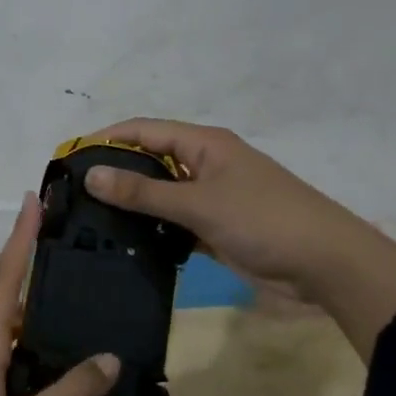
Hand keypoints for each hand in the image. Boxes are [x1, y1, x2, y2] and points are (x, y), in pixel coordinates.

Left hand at [0, 193, 119, 395]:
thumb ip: (68, 395)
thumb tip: (109, 357)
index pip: (4, 280)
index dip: (19, 238)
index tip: (32, 200)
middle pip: (6, 302)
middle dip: (33, 272)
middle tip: (73, 254)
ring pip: (7, 337)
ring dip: (36, 318)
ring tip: (78, 311)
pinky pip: (6, 365)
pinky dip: (32, 355)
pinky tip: (58, 374)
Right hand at [78, 118, 395, 359]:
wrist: (327, 265)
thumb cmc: (264, 220)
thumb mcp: (200, 203)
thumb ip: (144, 192)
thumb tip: (91, 174)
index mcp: (204, 144)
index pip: (144, 130)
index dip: (106, 139)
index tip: (68, 158)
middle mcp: (204, 165)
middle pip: (149, 161)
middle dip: (114, 173)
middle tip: (73, 196)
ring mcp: (211, 198)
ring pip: (160, 196)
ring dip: (131, 206)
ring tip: (88, 222)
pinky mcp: (216, 229)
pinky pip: (174, 224)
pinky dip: (152, 232)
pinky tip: (124, 245)